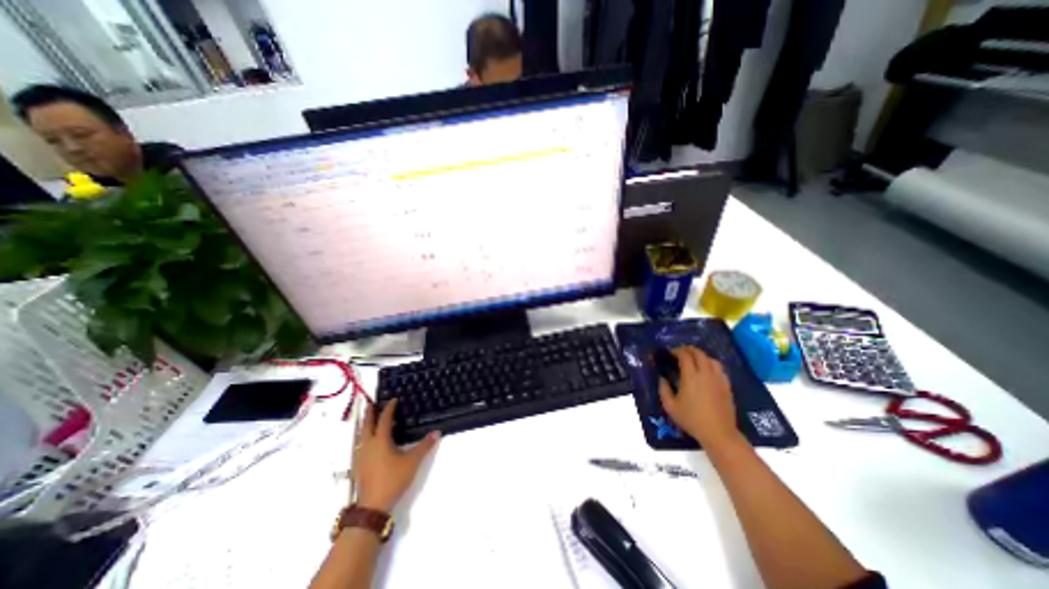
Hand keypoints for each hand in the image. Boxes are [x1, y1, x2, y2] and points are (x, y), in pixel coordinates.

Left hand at [349, 397, 437, 513]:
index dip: (389, 408)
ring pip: (360, 435)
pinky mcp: (358, 466)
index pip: (384, 419)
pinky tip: (367, 442)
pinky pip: (359, 445)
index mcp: (380, 440)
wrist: (372, 506)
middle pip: (367, 425)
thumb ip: (424, 446)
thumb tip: (437, 432)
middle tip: (371, 404)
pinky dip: (363, 437)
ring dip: (365, 425)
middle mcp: (367, 445)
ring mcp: (360, 456)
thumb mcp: (412, 462)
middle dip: (370, 413)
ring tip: (368, 420)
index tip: (393, 399)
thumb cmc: (393, 479)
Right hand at [657, 346, 740, 448]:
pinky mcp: (726, 385)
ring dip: (700, 355)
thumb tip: (662, 378)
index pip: (684, 356)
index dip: (676, 351)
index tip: (669, 353)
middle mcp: (705, 374)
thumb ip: (663, 389)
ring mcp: (718, 379)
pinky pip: (719, 368)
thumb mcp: (670, 407)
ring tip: (693, 359)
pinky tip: (706, 370)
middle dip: (688, 349)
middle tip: (680, 352)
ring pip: (710, 359)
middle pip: (698, 353)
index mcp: (691, 377)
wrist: (719, 433)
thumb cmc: (692, 420)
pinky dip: (711, 364)